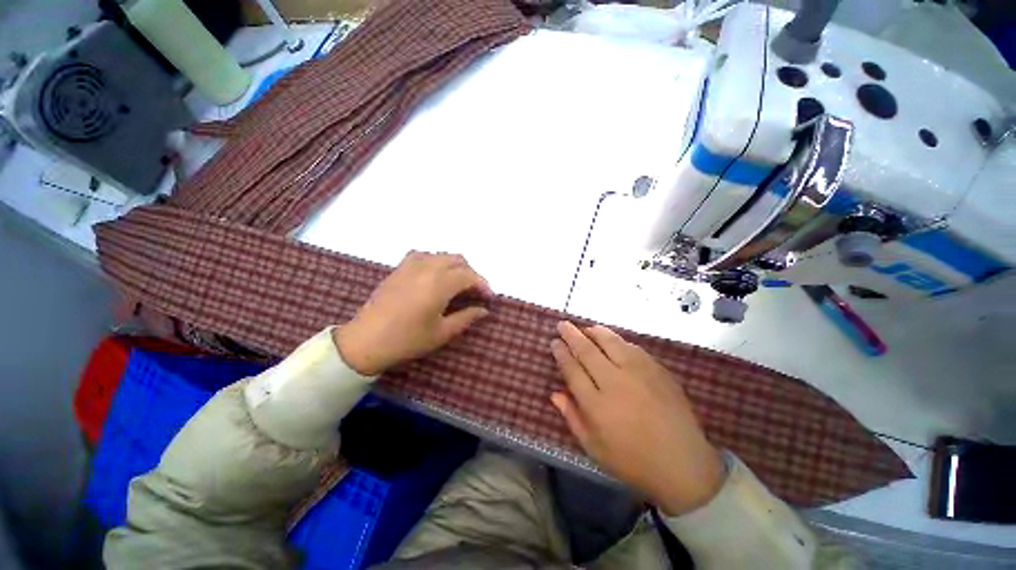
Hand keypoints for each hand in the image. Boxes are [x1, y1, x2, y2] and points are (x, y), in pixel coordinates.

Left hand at [333, 252, 491, 375]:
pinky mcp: (399, 268)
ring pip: (442, 255)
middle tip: (475, 293)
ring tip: (458, 284)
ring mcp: (411, 265)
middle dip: (471, 274)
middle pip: (458, 261)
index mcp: (439, 284)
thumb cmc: (407, 340)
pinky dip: (437, 261)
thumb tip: (484, 310)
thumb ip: (466, 317)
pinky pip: (425, 255)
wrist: (365, 341)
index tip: (489, 298)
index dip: (483, 285)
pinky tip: (436, 276)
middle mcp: (427, 268)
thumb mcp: (442, 333)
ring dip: (455, 266)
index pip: (469, 276)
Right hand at [550, 322, 723, 515]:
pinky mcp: (657, 370)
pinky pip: (632, 347)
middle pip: (587, 351)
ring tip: (585, 328)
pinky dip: (618, 340)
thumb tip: (555, 393)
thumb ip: (572, 417)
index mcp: (596, 405)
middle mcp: (614, 383)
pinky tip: (612, 340)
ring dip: (594, 332)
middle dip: (572, 335)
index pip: (572, 369)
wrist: (683, 465)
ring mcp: (638, 373)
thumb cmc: (633, 461)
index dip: (561, 353)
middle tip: (563, 324)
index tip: (554, 342)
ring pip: (610, 342)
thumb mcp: (594, 448)